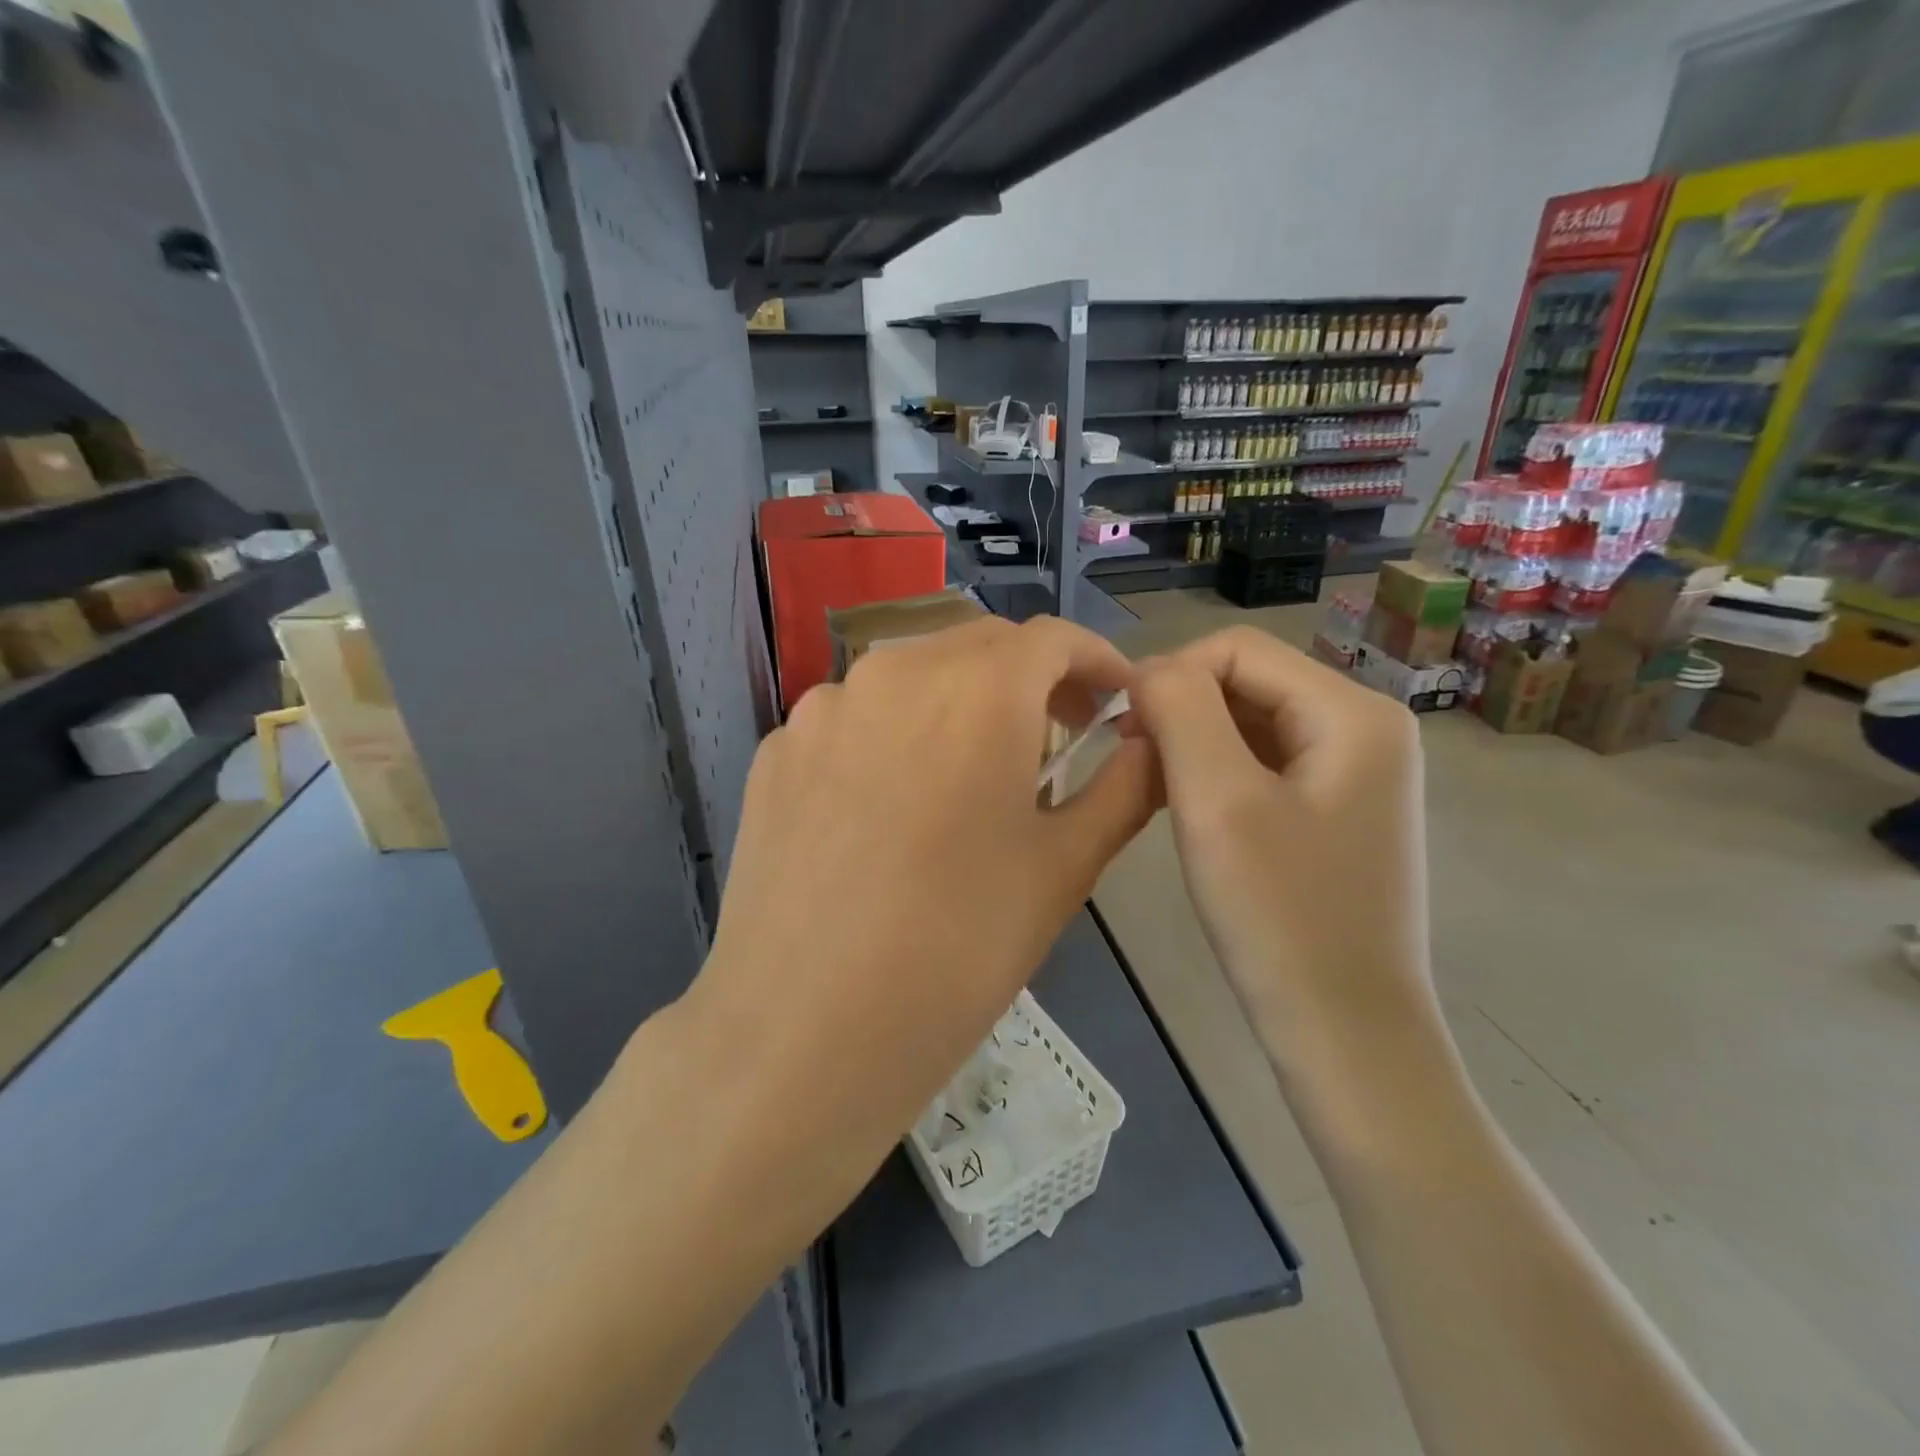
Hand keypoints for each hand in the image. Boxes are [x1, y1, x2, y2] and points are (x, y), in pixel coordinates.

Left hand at [689, 615, 1157, 1226]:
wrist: (802, 1031)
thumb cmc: (957, 949)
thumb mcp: (1063, 868)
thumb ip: (1124, 788)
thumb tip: (1153, 742)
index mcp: (976, 689)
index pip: (1054, 639)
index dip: (1098, 664)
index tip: (1119, 705)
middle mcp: (892, 672)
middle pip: (980, 646)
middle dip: (1032, 679)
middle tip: (1057, 738)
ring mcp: (822, 708)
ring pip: (912, 675)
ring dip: (959, 701)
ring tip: (973, 771)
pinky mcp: (776, 750)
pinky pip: (854, 717)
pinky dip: (893, 734)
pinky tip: (892, 804)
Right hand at [1129, 628, 1434, 1078]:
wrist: (1344, 1031)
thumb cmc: (1279, 915)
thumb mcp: (1217, 801)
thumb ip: (1180, 711)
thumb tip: (1149, 671)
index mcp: (1352, 712)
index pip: (1237, 649)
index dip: (1169, 674)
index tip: (1121, 729)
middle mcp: (1365, 726)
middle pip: (1247, 681)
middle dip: (1181, 710)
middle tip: (1132, 762)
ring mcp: (1355, 769)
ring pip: (1250, 721)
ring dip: (1193, 742)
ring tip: (1153, 787)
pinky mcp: (1337, 806)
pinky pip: (1264, 761)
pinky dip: (1216, 771)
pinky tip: (1187, 807)